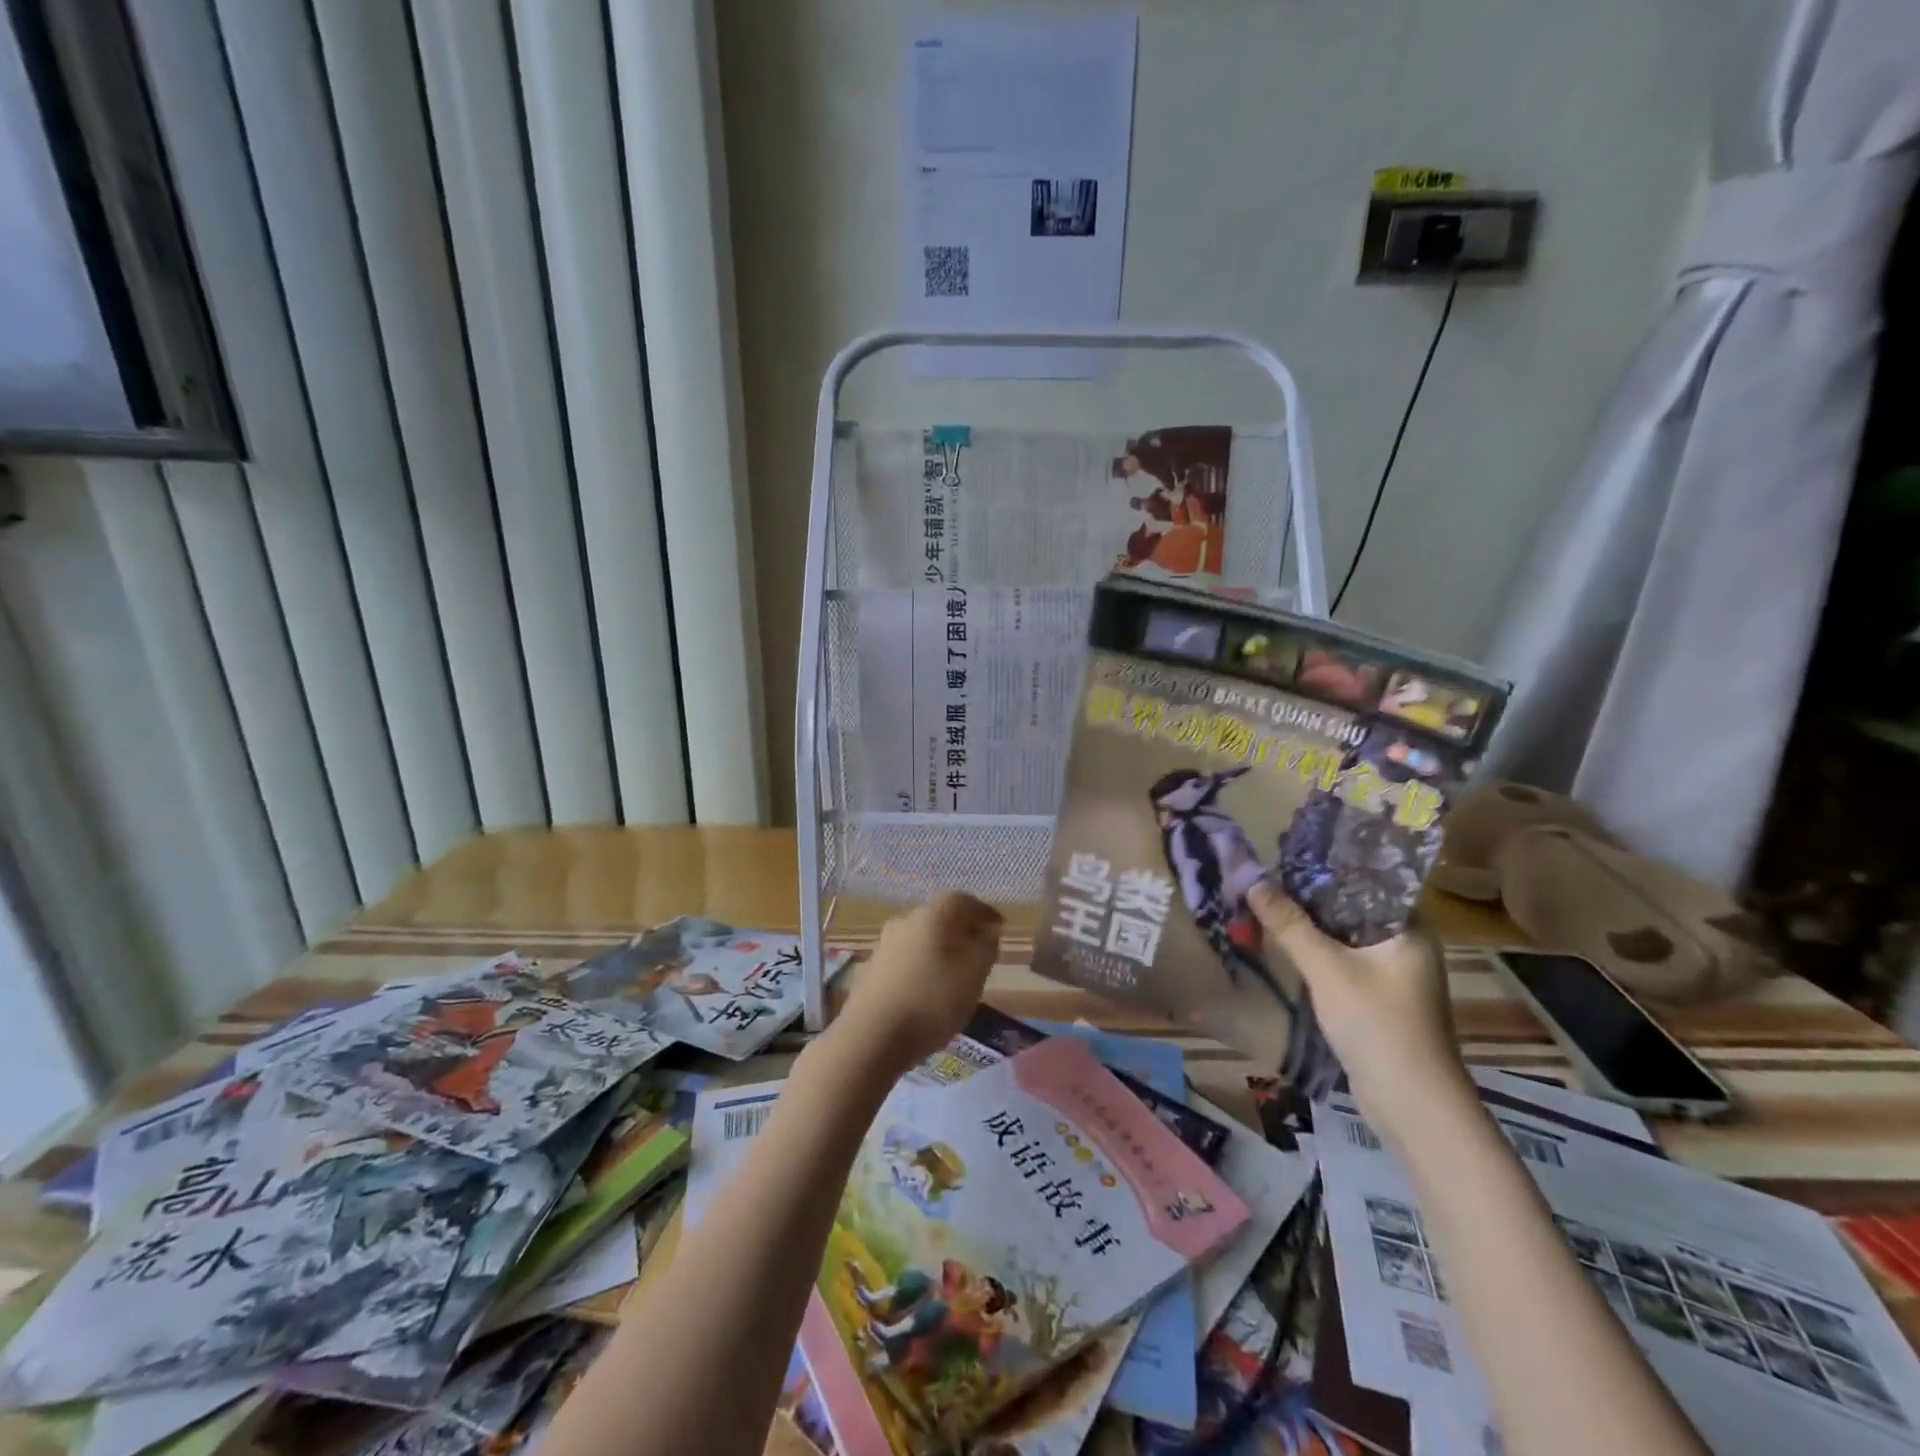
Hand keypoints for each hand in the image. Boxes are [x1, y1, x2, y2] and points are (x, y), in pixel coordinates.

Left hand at [837, 892, 1003, 1073]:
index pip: (963, 900)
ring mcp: (884, 945)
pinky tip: (927, 989)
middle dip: (961, 931)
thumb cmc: (932, 1001)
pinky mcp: (871, 969)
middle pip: (940, 917)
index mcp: (932, 916)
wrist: (870, 1037)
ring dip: (939, 949)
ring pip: (920, 938)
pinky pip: (905, 959)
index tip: (999, 927)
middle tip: (979, 951)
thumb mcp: (974, 975)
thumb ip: (986, 947)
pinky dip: (921, 966)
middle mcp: (905, 921)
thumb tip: (988, 931)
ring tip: (955, 974)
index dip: (984, 912)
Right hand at [1247, 882, 1472, 1141]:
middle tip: (1265, 881)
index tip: (1284, 855)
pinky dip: (1316, 954)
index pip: (1366, 880)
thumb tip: (1252, 881)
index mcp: (1409, 928)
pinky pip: (1342, 962)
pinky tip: (1283, 949)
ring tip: (1266, 908)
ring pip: (1343, 937)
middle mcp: (1406, 945)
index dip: (1325, 867)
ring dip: (1309, 928)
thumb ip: (1290, 924)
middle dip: (1308, 898)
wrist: (1412, 1105)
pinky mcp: (1378, 999)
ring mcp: (1393, 975)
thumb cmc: (1378, 1025)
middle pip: (1350, 908)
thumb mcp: (1327, 968)